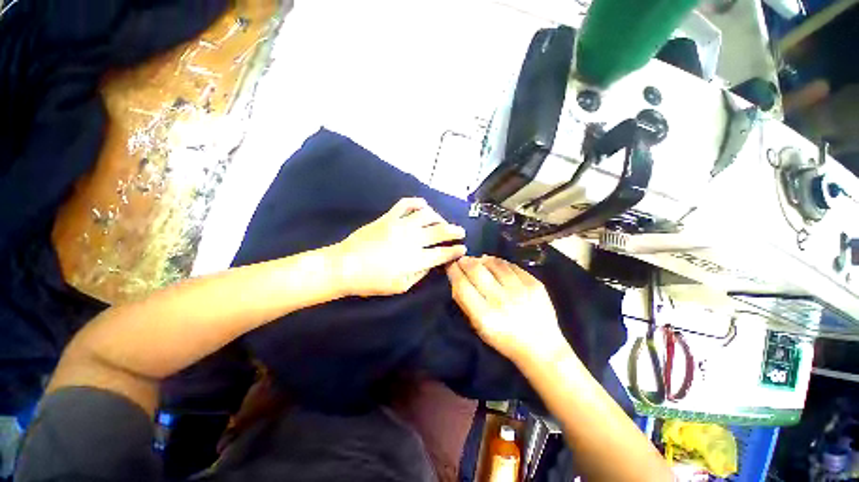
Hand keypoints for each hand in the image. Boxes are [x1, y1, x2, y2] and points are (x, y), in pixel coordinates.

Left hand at [335, 198, 466, 296]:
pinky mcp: (388, 217)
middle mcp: (412, 240)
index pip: (442, 253)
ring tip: (441, 221)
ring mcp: (400, 225)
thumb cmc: (372, 281)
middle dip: (454, 231)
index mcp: (415, 259)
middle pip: (440, 231)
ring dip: (439, 217)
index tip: (463, 248)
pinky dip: (416, 202)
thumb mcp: (400, 287)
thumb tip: (431, 264)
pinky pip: (405, 204)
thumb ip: (419, 274)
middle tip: (460, 231)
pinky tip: (423, 205)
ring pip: (426, 215)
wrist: (345, 266)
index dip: (455, 251)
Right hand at [447, 256, 567, 362]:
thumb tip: (457, 279)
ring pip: (495, 264)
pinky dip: (500, 263)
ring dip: (483, 259)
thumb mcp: (479, 327)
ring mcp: (520, 290)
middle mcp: (501, 300)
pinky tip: (496, 265)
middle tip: (462, 259)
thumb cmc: (504, 339)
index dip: (454, 271)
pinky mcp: (535, 284)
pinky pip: (512, 266)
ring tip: (479, 260)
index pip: (462, 285)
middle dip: (466, 261)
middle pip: (477, 270)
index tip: (450, 264)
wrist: (541, 347)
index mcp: (485, 316)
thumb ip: (465, 303)